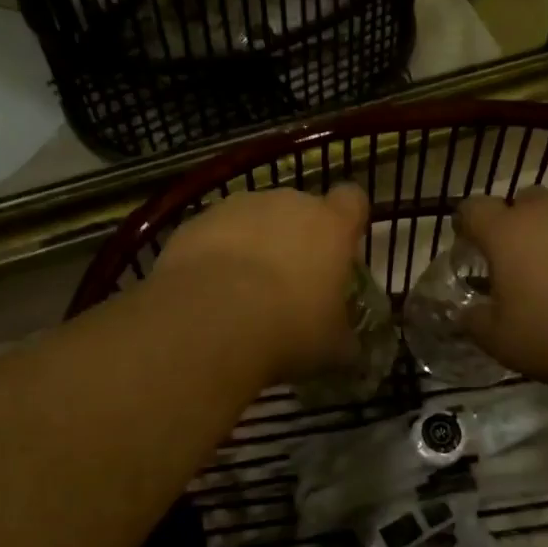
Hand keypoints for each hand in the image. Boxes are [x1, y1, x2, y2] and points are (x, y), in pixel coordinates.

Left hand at [152, 184, 369, 382]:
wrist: (209, 319)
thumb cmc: (289, 327)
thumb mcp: (332, 346)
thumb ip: (343, 336)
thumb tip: (347, 345)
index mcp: (331, 225)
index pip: (352, 200)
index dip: (348, 221)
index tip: (341, 250)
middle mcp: (287, 203)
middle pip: (298, 210)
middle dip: (295, 239)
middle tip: (290, 285)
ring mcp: (237, 207)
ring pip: (253, 220)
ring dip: (253, 246)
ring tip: (241, 295)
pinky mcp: (195, 222)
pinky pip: (213, 235)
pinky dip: (213, 257)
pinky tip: (206, 296)